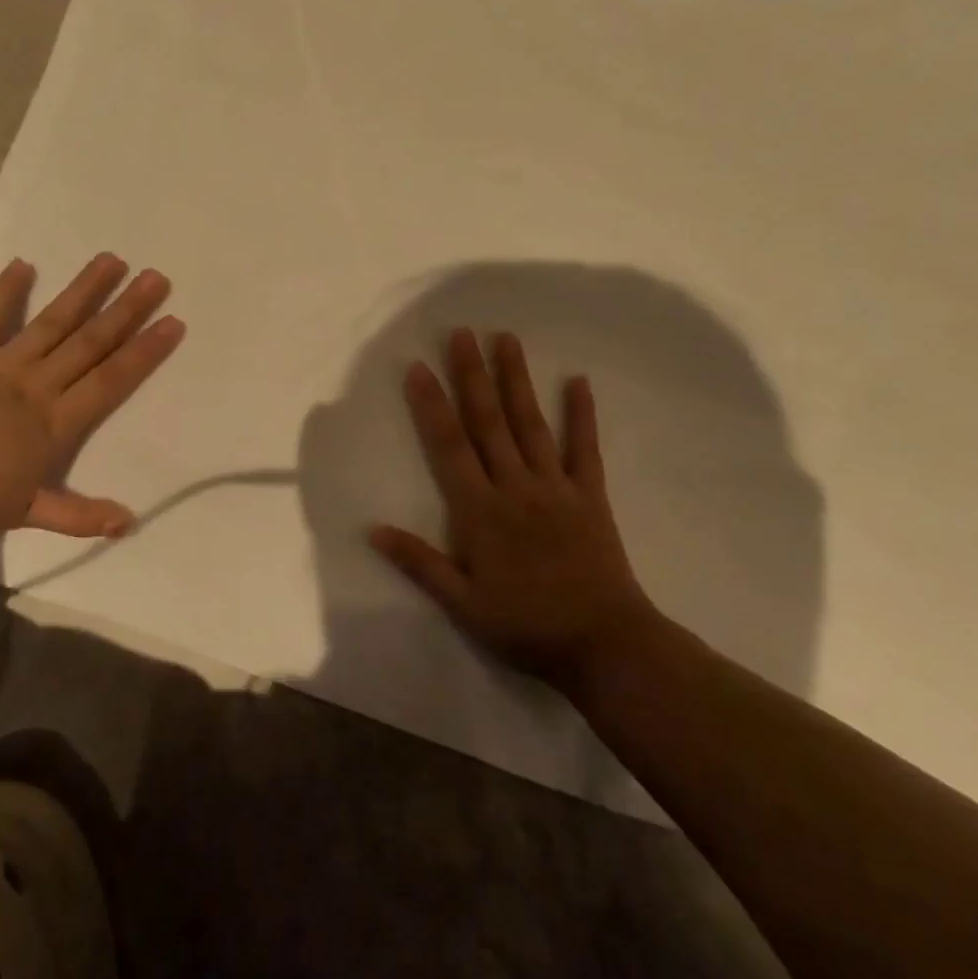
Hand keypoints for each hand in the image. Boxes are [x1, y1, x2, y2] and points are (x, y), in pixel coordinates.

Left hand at [0, 254, 183, 537]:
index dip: (144, 351)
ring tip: (111, 260)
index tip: (172, 322)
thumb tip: (128, 523)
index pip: (111, 380)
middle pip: (90, 342)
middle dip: (126, 310)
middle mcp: (37, 384)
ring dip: (83, 291)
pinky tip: (23, 264)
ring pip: (51, 322)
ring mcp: (0, 365)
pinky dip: (5, 292)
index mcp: (55, 422)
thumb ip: (79, 516)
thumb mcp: (25, 514)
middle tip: (156, 278)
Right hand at [369, 329, 656, 690]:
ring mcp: (555, 487)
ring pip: (530, 423)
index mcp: (480, 510)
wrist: (605, 645)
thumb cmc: (526, 626)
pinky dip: (582, 415)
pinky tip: (578, 381)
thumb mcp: (463, 604)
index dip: (432, 404)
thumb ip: (419, 563)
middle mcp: (515, 486)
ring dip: (516, 380)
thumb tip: (372, 530)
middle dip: (472, 375)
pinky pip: (584, 449)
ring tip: (505, 339)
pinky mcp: (589, 495)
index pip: (449, 446)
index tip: (419, 367)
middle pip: (488, 421)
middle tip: (462, 333)